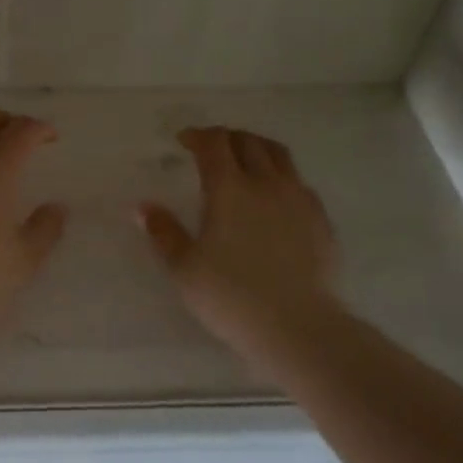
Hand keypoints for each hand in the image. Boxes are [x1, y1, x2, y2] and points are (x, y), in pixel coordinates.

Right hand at [137, 126, 341, 359]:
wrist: (298, 326)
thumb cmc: (231, 296)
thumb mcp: (184, 268)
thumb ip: (163, 232)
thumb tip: (142, 207)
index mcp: (229, 189)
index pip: (214, 144)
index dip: (197, 136)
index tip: (184, 141)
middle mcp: (267, 184)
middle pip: (248, 142)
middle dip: (226, 137)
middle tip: (211, 148)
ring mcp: (299, 200)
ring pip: (280, 156)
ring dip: (257, 149)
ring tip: (245, 161)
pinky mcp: (321, 220)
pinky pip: (299, 182)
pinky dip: (281, 176)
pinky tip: (275, 197)